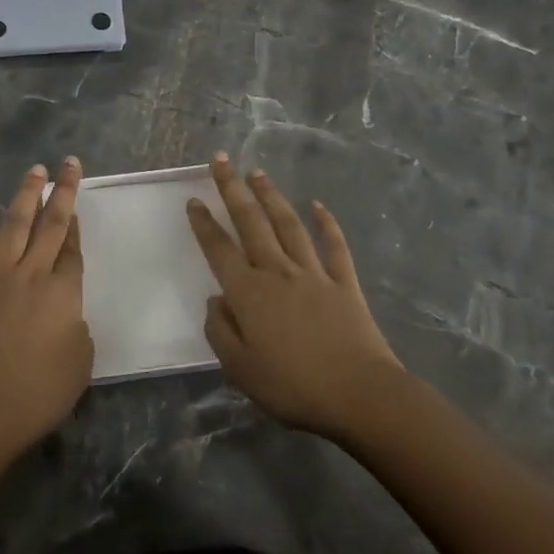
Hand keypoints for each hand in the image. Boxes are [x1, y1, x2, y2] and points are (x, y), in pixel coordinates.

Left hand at [0, 158, 92, 460]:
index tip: (76, 205)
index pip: (73, 251)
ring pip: (13, 224)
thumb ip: (78, 329)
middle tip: (69, 164)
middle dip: (62, 192)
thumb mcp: (80, 365)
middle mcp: (31, 275)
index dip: (76, 226)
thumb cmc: (35, 396)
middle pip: (52, 225)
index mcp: (63, 294)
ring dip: (25, 194)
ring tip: (35, 169)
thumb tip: (67, 312)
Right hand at [187, 153, 404, 439]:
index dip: (204, 223)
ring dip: (271, 196)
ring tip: (257, 173)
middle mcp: (277, 272)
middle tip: (222, 160)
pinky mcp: (344, 283)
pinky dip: (326, 224)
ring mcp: (313, 274)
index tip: (194, 199)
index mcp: (249, 292)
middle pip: (251, 222)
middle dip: (233, 188)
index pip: (219, 248)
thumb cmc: (293, 386)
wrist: (360, 394)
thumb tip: (216, 299)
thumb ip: (220, 330)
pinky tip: (318, 206)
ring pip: (288, 225)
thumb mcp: (239, 369)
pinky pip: (334, 246)